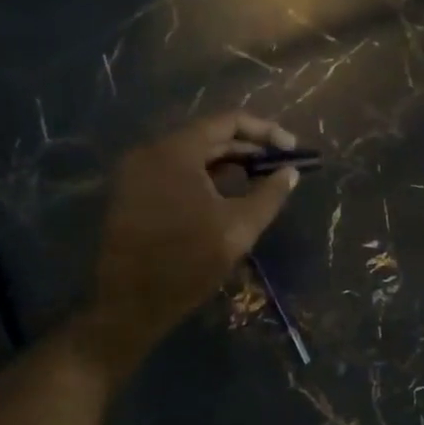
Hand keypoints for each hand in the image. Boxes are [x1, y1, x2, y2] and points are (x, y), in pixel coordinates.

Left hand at [83, 112, 300, 372]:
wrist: (131, 303)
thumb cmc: (188, 262)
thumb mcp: (239, 227)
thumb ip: (270, 194)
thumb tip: (291, 172)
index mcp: (176, 152)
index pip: (227, 122)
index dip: (265, 132)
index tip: (292, 149)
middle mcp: (151, 152)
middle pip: (208, 136)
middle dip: (248, 148)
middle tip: (279, 166)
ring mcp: (137, 172)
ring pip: (192, 155)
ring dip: (228, 164)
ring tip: (259, 181)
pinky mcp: (132, 193)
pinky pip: (175, 172)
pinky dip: (205, 177)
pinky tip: (227, 196)